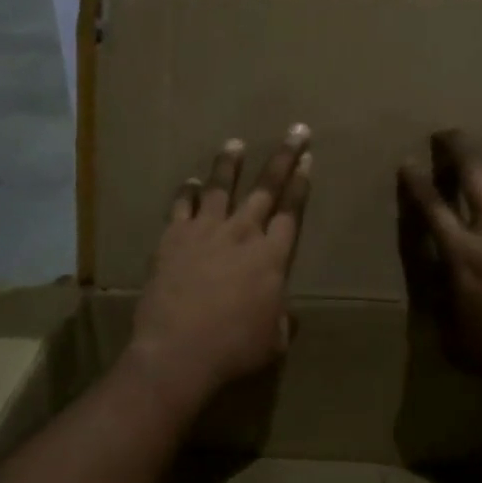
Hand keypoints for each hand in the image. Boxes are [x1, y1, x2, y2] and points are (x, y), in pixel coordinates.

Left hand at [127, 125, 312, 408]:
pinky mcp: (173, 237)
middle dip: (283, 158)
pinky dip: (186, 192)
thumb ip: (282, 321)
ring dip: (229, 164)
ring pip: (220, 187)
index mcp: (272, 256)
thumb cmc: (234, 349)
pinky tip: (189, 182)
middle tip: (295, 131)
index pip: (292, 210)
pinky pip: (181, 206)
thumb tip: (289, 315)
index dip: (301, 184)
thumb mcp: (273, 341)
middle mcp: (242, 233)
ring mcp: (206, 231)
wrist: (178, 351)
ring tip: (235, 144)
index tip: (308, 159)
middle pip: (266, 188)